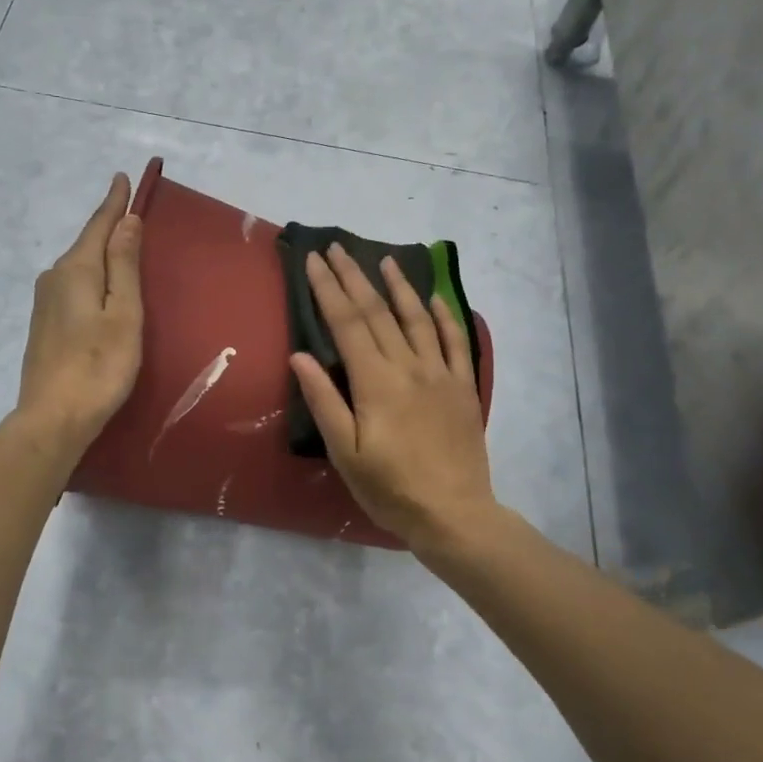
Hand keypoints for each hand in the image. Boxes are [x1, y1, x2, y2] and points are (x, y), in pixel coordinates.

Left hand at [15, 173, 144, 455]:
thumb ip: (124, 266)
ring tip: (121, 245)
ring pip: (78, 267)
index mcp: (75, 270)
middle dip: (107, 226)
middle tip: (129, 210)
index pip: (98, 226)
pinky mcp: (43, 325)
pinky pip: (72, 287)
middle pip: (86, 244)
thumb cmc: (99, 366)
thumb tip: (126, 221)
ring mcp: (44, 303)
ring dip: (99, 254)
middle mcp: (54, 278)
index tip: (122, 177)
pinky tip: (100, 288)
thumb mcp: (123, 314)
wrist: (53, 417)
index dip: (113, 203)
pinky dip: (90, 277)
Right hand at [291, 244, 497, 554]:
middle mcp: (408, 367)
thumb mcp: (345, 452)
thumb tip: (300, 356)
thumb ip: (324, 401)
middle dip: (354, 277)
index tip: (314, 261)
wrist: (453, 513)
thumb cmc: (390, 488)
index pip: (347, 323)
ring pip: (416, 318)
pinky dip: (442, 315)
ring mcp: (440, 373)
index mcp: (375, 382)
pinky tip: (433, 296)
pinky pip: (454, 340)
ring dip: (398, 286)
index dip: (328, 289)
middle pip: (377, 312)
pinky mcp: (462, 386)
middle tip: (337, 248)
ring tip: (383, 260)